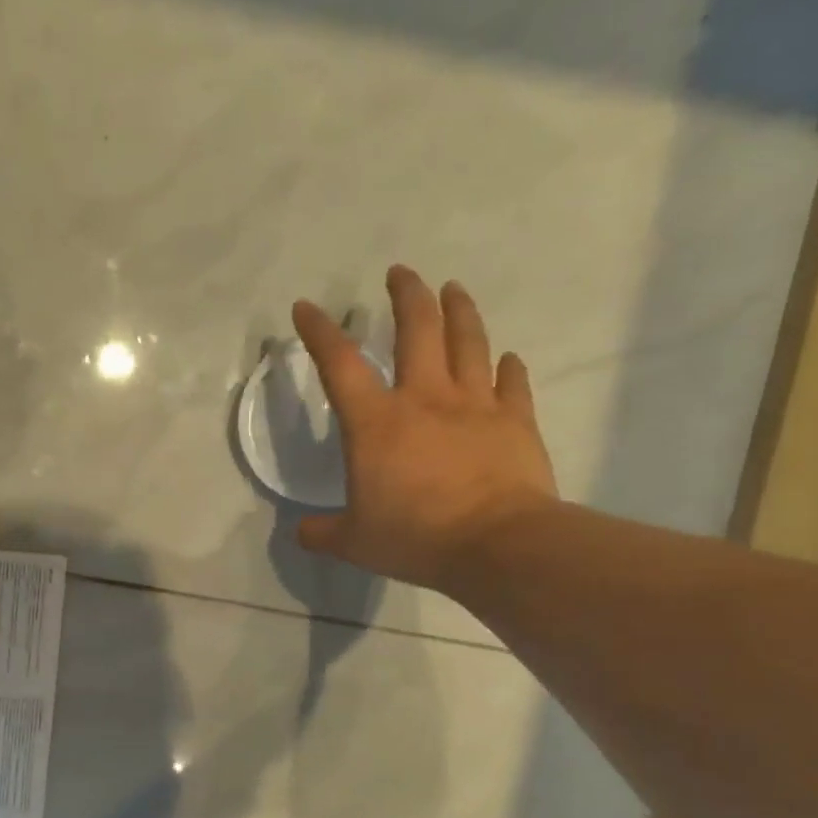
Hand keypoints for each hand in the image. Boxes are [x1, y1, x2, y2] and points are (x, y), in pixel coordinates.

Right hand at [296, 265, 557, 590]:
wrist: (497, 544)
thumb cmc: (415, 536)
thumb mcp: (353, 542)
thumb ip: (323, 532)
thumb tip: (301, 532)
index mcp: (376, 423)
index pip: (340, 365)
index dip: (320, 332)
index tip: (307, 307)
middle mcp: (424, 399)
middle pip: (417, 329)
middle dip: (406, 295)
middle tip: (400, 273)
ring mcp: (475, 405)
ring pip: (468, 342)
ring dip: (459, 310)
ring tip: (453, 289)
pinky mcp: (515, 420)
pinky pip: (512, 383)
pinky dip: (508, 367)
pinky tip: (507, 358)